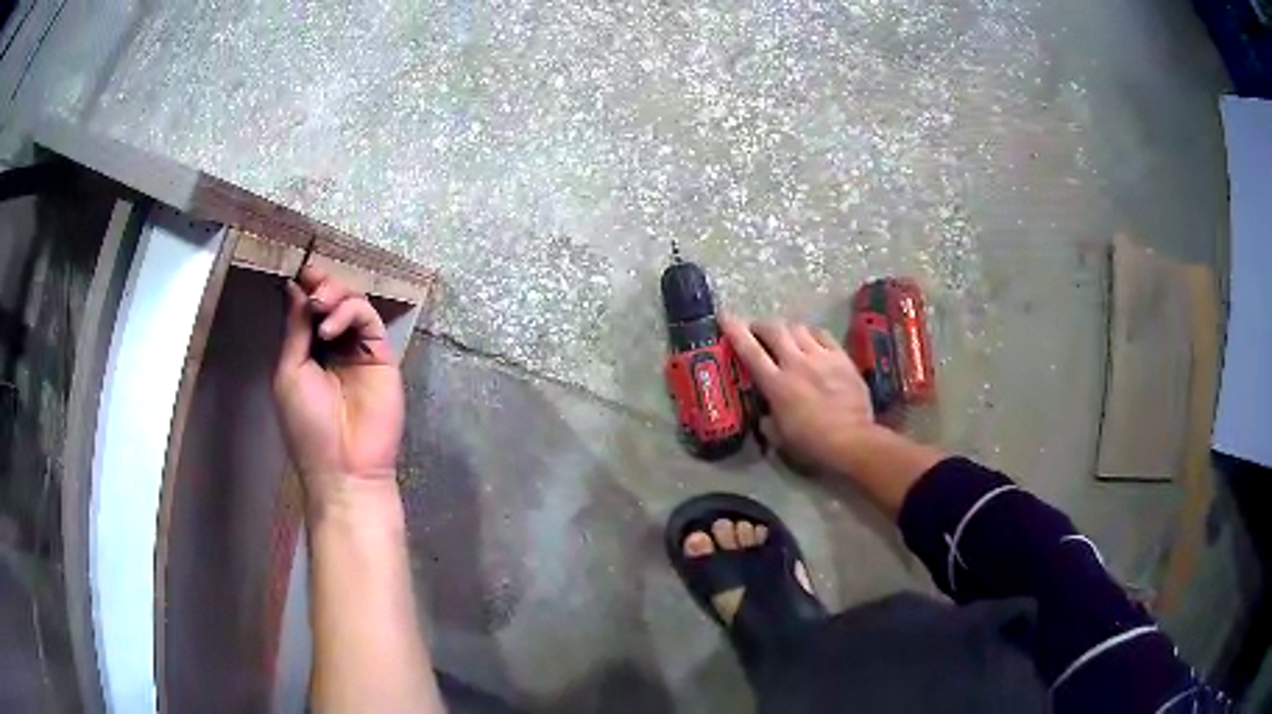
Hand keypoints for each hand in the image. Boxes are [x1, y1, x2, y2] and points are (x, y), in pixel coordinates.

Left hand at [273, 266, 403, 507]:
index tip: (300, 273)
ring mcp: (359, 350)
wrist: (344, 466)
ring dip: (335, 294)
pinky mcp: (382, 355)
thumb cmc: (308, 426)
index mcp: (308, 352)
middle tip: (312, 284)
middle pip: (333, 300)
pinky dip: (350, 312)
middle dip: (322, 285)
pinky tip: (331, 327)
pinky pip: (369, 319)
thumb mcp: (289, 373)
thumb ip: (295, 330)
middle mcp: (334, 346)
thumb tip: (294, 287)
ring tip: (320, 305)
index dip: (306, 288)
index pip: (309, 310)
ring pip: (352, 303)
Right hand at [722, 314, 876, 472]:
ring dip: (786, 329)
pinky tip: (810, 339)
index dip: (734, 330)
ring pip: (798, 328)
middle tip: (755, 330)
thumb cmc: (812, 444)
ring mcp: (821, 357)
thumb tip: (763, 413)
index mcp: (776, 384)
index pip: (750, 350)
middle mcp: (796, 363)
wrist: (852, 440)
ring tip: (784, 336)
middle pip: (774, 330)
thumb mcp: (779, 438)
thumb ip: (767, 421)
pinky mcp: (841, 357)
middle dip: (760, 325)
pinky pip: (822, 334)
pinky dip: (811, 333)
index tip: (724, 316)